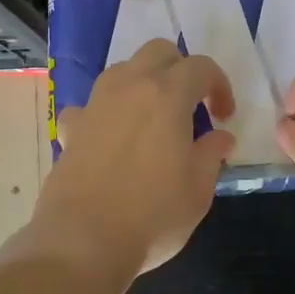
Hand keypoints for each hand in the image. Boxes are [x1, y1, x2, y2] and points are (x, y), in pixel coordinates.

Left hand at [36, 41, 237, 281]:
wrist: (83, 241)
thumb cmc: (152, 215)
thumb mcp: (198, 190)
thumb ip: (212, 154)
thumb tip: (220, 137)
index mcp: (166, 96)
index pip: (201, 67)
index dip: (219, 86)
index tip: (224, 116)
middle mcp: (128, 87)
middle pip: (157, 52)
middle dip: (180, 69)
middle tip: (191, 105)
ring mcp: (94, 105)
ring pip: (122, 71)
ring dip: (143, 84)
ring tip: (153, 119)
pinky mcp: (70, 128)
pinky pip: (91, 106)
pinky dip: (106, 115)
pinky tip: (111, 140)